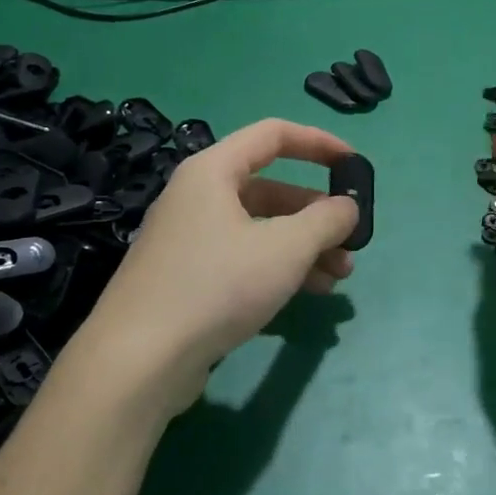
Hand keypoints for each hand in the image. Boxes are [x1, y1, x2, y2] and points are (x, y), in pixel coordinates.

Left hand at [74, 119, 358, 417]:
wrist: (140, 360)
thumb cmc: (217, 285)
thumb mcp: (286, 248)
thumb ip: (326, 220)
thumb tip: (347, 208)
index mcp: (212, 171)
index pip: (273, 135)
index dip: (318, 143)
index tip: (355, 164)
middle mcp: (197, 198)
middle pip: (270, 189)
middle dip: (317, 214)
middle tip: (351, 242)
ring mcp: (190, 240)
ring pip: (261, 230)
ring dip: (304, 248)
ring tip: (339, 277)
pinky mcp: (188, 279)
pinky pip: (244, 259)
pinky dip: (278, 269)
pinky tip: (308, 294)